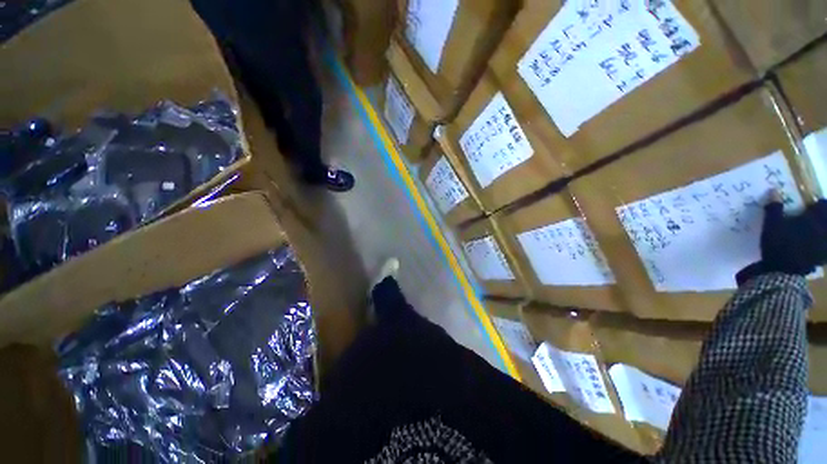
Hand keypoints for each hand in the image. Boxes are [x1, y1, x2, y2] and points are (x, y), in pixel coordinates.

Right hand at [737, 192, 826, 284]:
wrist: (782, 272)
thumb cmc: (779, 245)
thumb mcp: (772, 225)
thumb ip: (775, 208)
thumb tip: (774, 190)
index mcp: (815, 219)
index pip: (823, 204)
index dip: (818, 204)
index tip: (810, 205)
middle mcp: (824, 230)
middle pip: (826, 219)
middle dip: (821, 217)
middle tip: (813, 217)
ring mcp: (824, 246)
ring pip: (826, 236)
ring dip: (821, 232)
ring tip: (814, 233)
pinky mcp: (822, 258)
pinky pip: (825, 250)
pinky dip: (821, 247)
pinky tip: (815, 248)